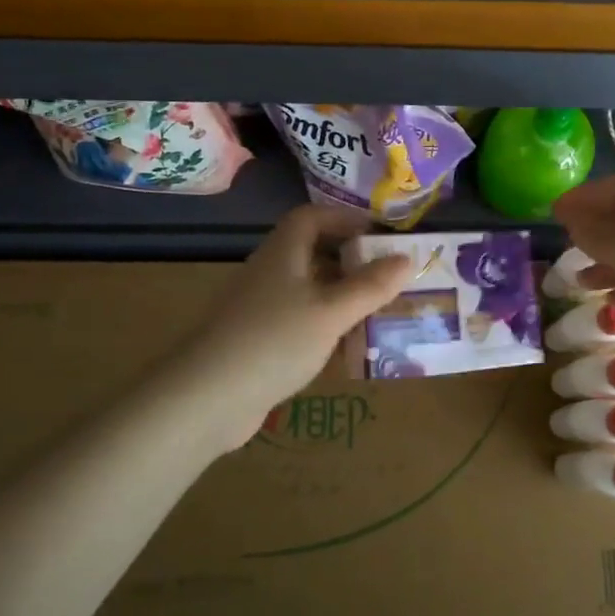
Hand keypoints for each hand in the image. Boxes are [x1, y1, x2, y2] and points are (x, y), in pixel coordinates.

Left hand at [191, 204, 412, 433]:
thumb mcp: (332, 311)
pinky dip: (325, 325)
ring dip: (340, 295)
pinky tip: (346, 347)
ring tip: (377, 311)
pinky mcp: (257, 340)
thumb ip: (371, 286)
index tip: (379, 234)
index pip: (312, 217)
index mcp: (283, 252)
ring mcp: (259, 307)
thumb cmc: (274, 341)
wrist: (207, 398)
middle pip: (311, 252)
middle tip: (387, 276)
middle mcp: (269, 272)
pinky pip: (299, 320)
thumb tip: (407, 258)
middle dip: (350, 260)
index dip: (345, 219)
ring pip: (307, 289)